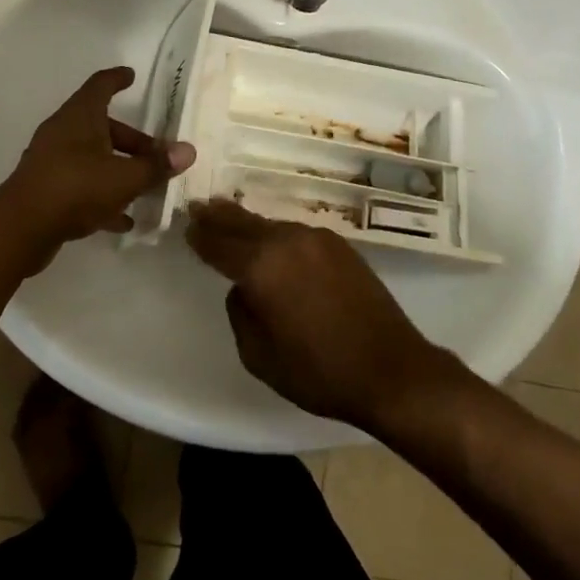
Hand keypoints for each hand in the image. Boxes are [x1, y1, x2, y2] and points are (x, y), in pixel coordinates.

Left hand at [0, 67, 195, 253]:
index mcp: (80, 117)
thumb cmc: (75, 188)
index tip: (131, 76)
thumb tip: (187, 151)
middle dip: (132, 140)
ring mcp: (52, 161)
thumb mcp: (124, 178)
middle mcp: (63, 132)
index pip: (100, 85)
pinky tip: (123, 219)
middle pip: (102, 126)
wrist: (20, 230)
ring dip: (119, 168)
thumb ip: (156, 165)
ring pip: (93, 156)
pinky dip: (103, 195)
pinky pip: (82, 184)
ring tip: (146, 187)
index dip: (117, 79)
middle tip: (157, 155)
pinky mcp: (47, 189)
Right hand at [185, 199, 460, 430]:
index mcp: (262, 267)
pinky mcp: (340, 246)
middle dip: (219, 216)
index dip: (200, 236)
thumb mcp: (259, 356)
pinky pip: (296, 234)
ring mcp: (317, 239)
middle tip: (199, 207)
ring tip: (230, 219)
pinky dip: (276, 234)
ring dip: (249, 224)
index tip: (187, 227)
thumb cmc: (320, 372)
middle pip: (244, 223)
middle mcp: (288, 241)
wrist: (393, 369)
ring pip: (271, 225)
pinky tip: (271, 241)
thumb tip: (244, 289)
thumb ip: (241, 313)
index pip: (219, 244)